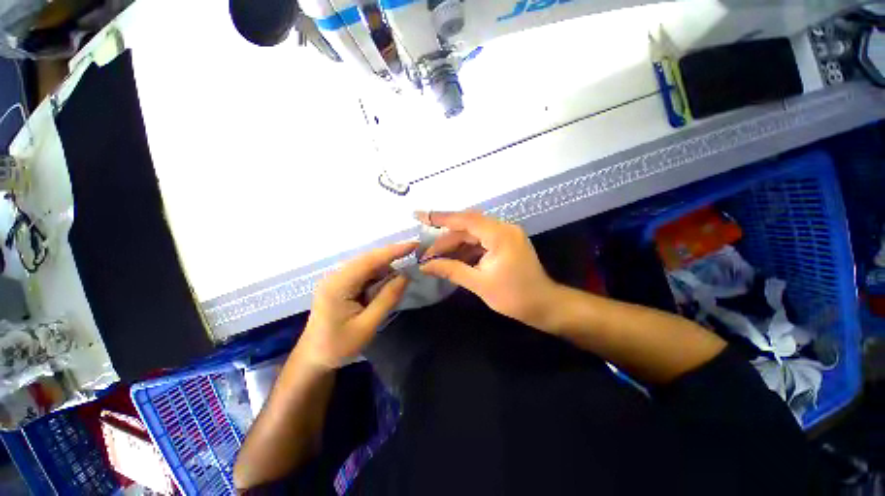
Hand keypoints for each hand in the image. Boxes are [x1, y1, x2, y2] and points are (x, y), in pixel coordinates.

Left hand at [298, 242, 417, 368]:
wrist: (313, 358)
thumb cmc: (338, 347)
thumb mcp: (367, 326)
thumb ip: (387, 299)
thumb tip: (406, 275)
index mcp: (338, 285)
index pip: (370, 260)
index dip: (393, 251)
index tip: (415, 245)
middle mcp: (336, 276)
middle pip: (369, 259)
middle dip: (392, 259)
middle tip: (414, 260)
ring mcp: (337, 279)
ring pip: (368, 265)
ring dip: (385, 271)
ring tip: (399, 283)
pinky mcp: (341, 284)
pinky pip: (364, 273)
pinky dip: (378, 277)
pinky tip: (385, 288)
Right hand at [417, 211, 560, 329]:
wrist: (544, 305)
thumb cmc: (514, 296)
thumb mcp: (479, 283)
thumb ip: (451, 270)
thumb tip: (425, 266)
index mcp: (500, 235)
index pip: (465, 220)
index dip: (440, 217)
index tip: (419, 215)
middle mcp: (503, 228)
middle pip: (467, 227)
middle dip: (445, 239)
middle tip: (426, 253)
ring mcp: (505, 235)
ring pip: (472, 234)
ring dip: (454, 245)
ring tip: (435, 258)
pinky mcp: (505, 243)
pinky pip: (480, 241)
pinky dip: (466, 249)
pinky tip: (452, 258)